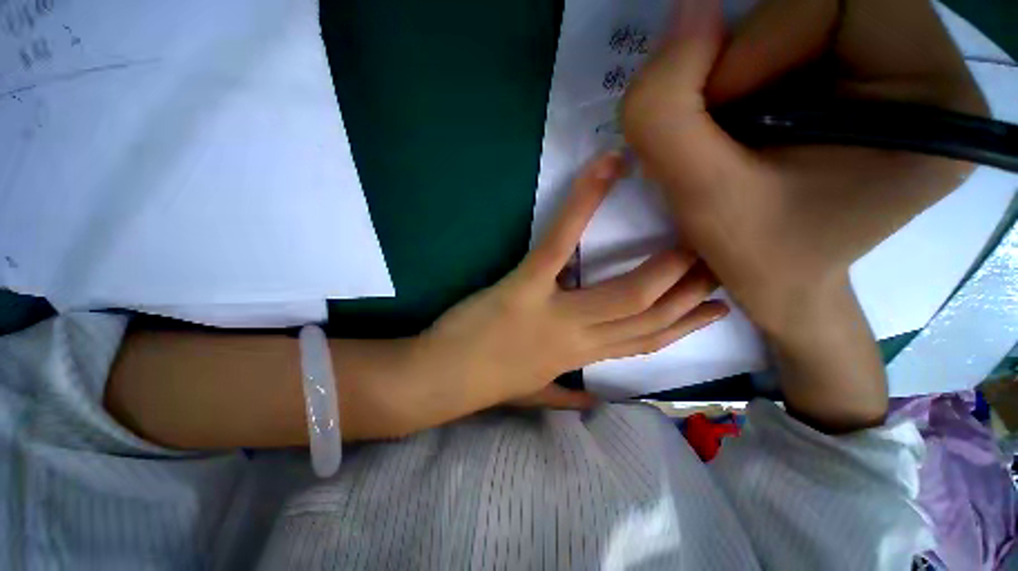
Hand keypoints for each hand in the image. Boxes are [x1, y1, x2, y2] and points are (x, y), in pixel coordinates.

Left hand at [415, 152, 727, 411]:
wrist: (442, 379)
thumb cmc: (487, 383)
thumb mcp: (532, 395)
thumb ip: (564, 399)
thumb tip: (590, 404)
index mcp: (580, 361)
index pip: (647, 343)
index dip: (686, 326)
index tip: (719, 306)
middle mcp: (579, 339)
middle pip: (648, 314)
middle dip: (690, 288)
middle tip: (720, 254)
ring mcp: (553, 311)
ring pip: (624, 290)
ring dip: (664, 262)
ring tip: (692, 227)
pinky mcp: (524, 285)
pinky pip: (561, 242)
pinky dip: (583, 204)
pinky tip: (605, 170)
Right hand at [622, 0, 986, 333]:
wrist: (781, 285)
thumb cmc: (757, 257)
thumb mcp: (700, 198)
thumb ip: (666, 114)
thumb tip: (683, 13)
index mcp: (931, 98)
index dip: (762, 41)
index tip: (718, 115)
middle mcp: (928, 70)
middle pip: (819, 2)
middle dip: (745, 58)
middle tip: (715, 128)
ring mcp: (897, 71)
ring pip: (797, 17)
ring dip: (738, 70)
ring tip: (723, 136)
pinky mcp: (863, 80)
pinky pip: (792, 39)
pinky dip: (744, 74)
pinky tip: (736, 127)